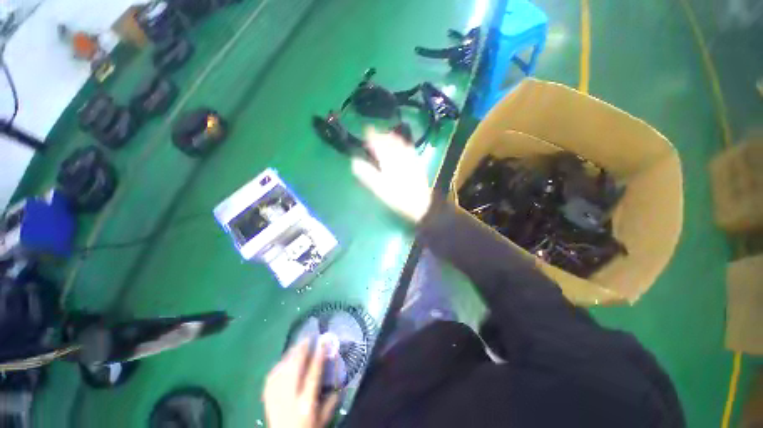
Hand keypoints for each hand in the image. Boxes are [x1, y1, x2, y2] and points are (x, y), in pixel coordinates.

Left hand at [262, 339, 338, 427]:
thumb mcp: (323, 420)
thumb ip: (331, 402)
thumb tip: (340, 382)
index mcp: (306, 404)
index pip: (313, 375)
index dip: (318, 356)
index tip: (323, 341)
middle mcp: (289, 399)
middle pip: (294, 369)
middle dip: (301, 350)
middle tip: (308, 337)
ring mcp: (276, 398)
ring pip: (282, 369)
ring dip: (290, 354)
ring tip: (298, 344)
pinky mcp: (266, 398)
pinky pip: (271, 376)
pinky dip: (279, 364)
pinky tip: (285, 359)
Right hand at [352, 128, 432, 222]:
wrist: (421, 204)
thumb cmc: (397, 197)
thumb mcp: (379, 188)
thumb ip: (366, 173)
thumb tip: (354, 161)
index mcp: (389, 159)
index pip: (378, 142)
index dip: (371, 135)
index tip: (366, 129)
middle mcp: (400, 154)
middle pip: (390, 139)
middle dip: (381, 135)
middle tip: (374, 135)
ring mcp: (410, 157)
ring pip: (400, 142)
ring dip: (392, 137)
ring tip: (386, 137)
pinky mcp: (417, 163)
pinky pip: (409, 148)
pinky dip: (403, 144)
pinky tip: (402, 146)